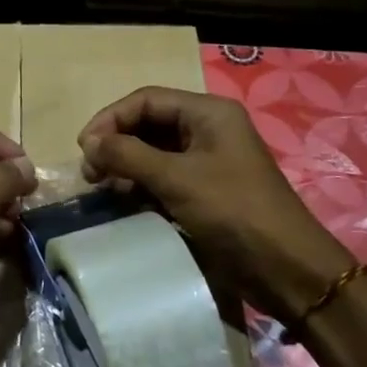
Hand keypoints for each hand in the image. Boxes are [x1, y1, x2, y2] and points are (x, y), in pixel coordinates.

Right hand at [78, 86, 351, 319]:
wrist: (283, 266)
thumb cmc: (232, 211)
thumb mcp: (177, 178)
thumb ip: (129, 155)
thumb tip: (89, 142)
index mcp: (208, 113)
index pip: (146, 100)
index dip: (111, 119)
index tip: (83, 148)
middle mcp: (207, 130)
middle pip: (148, 124)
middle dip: (116, 143)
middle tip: (90, 173)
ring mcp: (207, 161)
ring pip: (153, 152)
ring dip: (125, 166)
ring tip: (102, 188)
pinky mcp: (204, 191)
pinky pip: (163, 178)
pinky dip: (140, 186)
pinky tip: (123, 201)